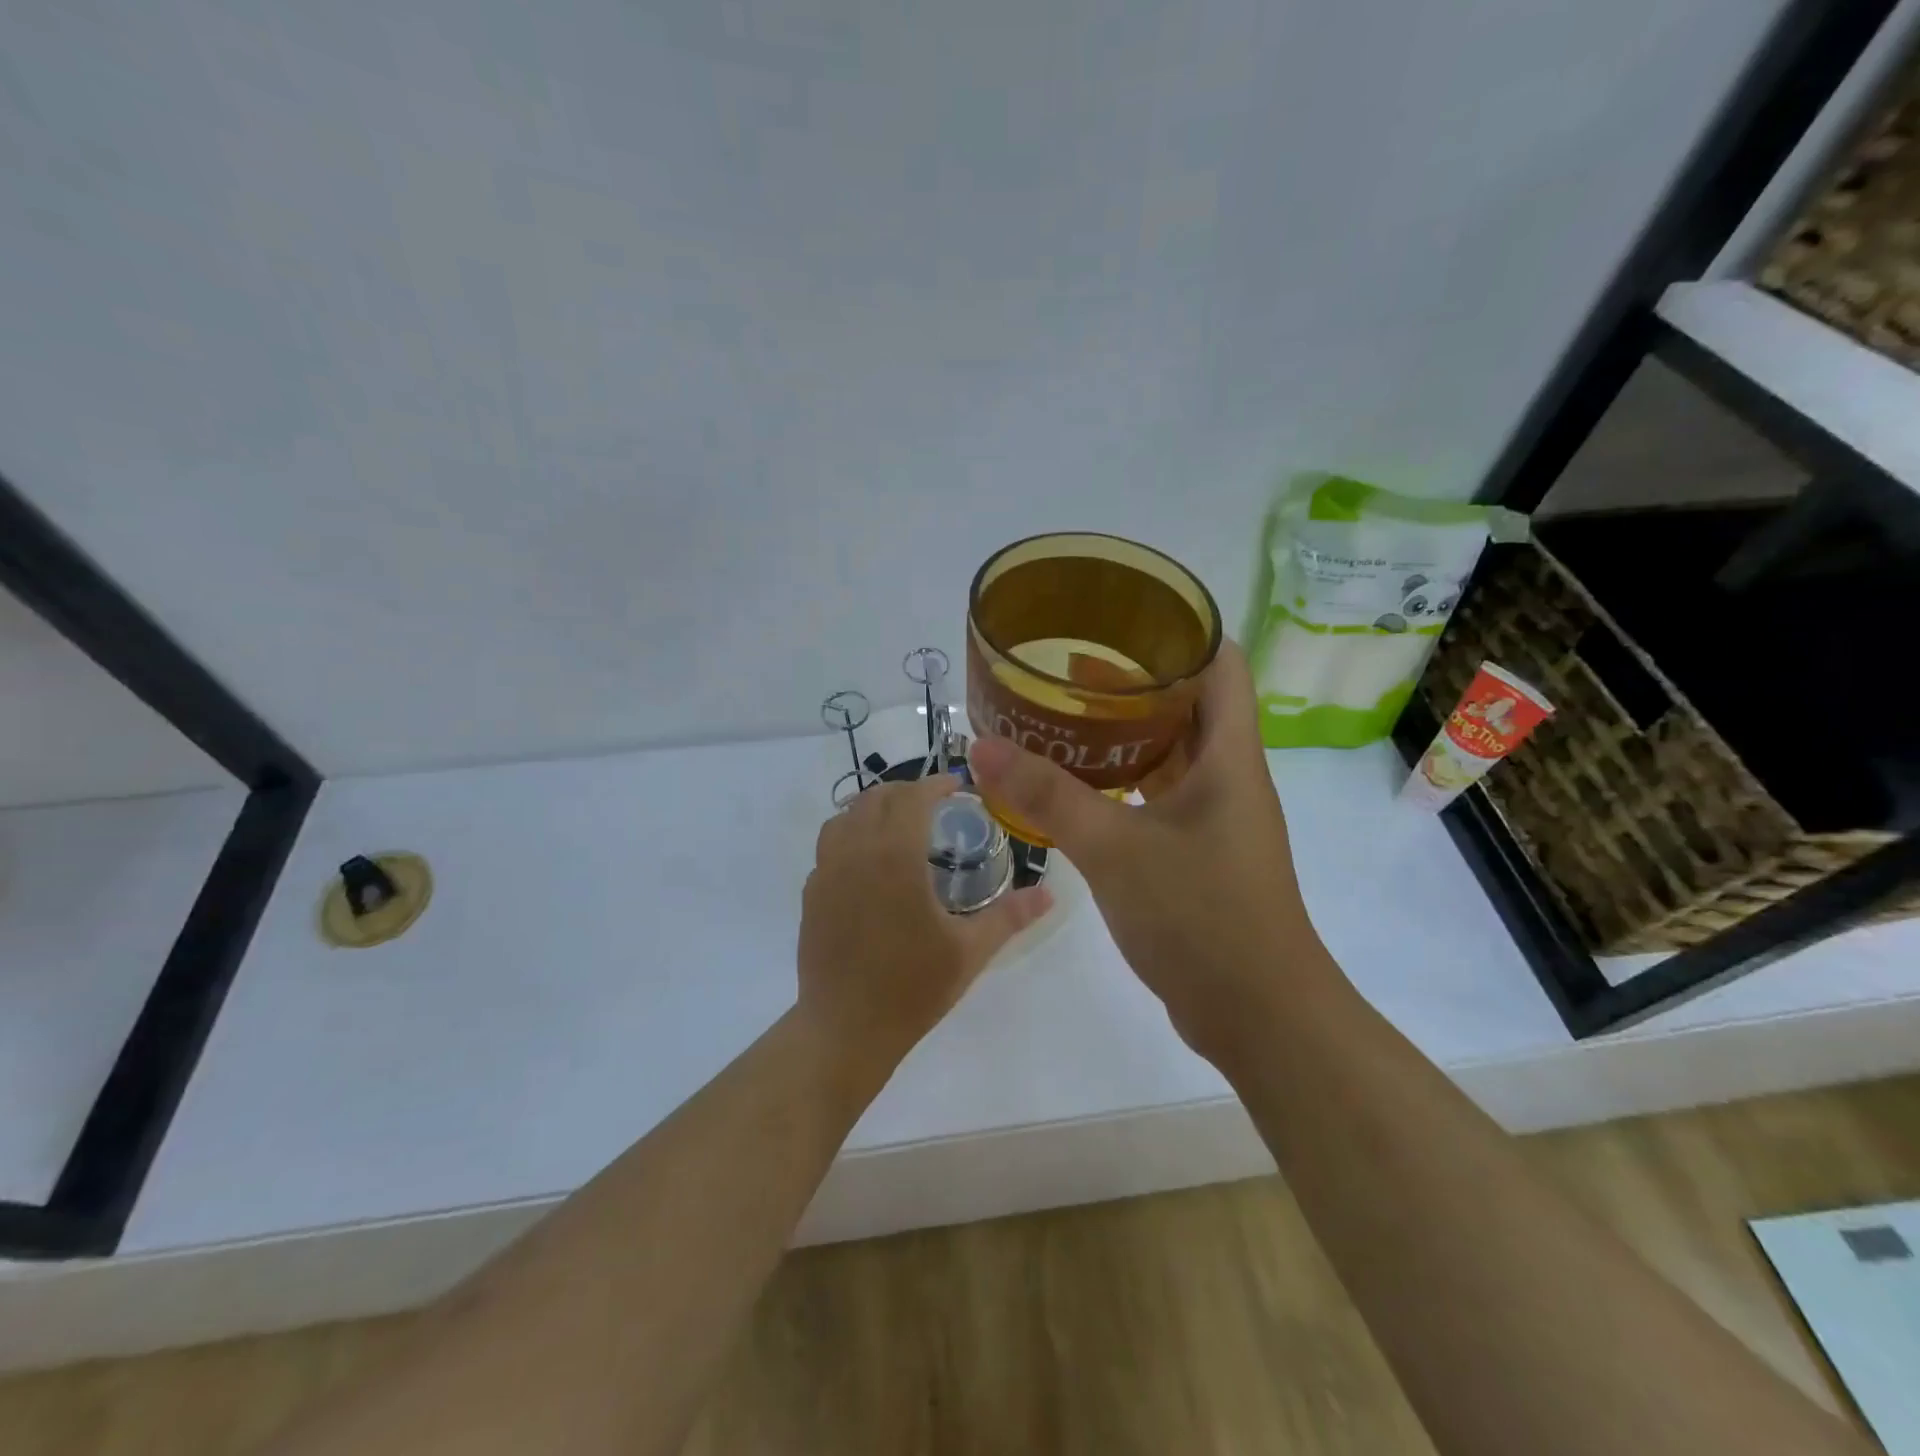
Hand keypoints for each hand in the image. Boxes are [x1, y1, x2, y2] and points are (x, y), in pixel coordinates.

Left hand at [797, 773, 1053, 1082]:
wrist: (845, 1030)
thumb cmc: (911, 988)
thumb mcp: (969, 952)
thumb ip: (1010, 916)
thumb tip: (1050, 894)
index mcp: (894, 856)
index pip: (912, 798)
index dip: (935, 784)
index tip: (957, 786)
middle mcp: (855, 852)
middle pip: (876, 798)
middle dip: (906, 791)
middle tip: (934, 804)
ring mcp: (826, 871)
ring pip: (845, 816)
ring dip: (874, 808)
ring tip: (899, 824)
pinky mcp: (811, 893)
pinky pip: (829, 845)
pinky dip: (851, 834)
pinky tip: (870, 862)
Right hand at [967, 641, 1330, 1061]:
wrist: (1258, 1015)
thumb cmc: (1200, 917)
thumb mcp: (1115, 850)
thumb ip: (1047, 797)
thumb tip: (981, 747)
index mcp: (1229, 757)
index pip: (1221, 665)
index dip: (1181, 632)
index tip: (1123, 617)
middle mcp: (1230, 777)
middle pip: (1191, 705)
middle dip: (1136, 681)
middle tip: (1070, 668)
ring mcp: (1216, 818)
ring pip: (1173, 754)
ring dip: (1126, 734)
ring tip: (1066, 717)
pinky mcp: (1199, 854)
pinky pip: (1161, 797)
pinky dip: (1124, 783)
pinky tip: (1079, 787)